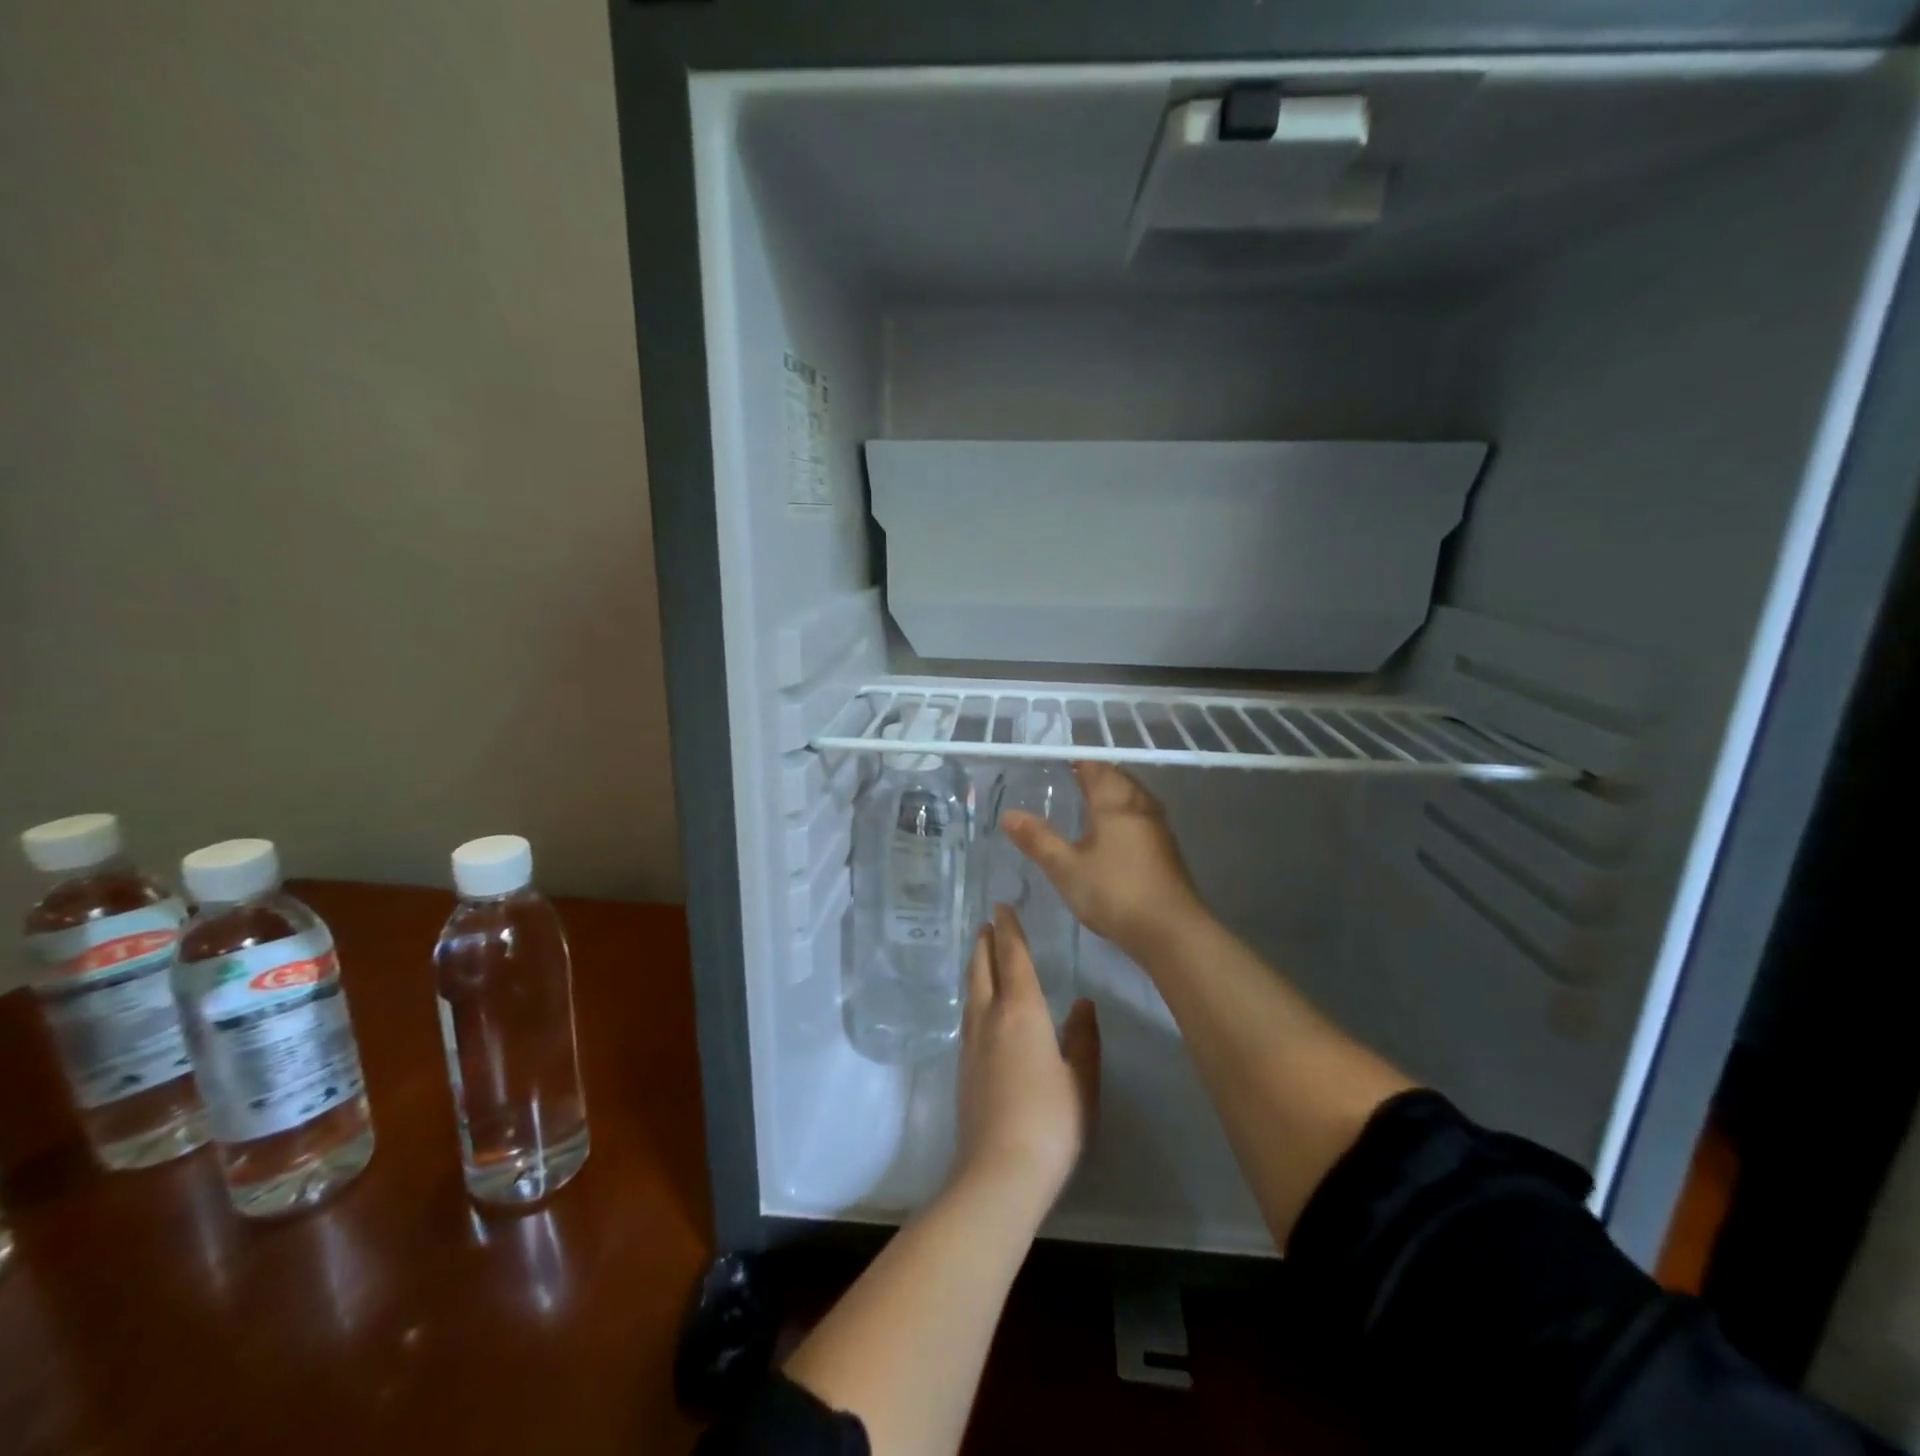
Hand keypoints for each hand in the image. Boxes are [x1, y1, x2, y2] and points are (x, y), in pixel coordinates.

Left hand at [953, 907, 1099, 1214]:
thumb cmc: (1051, 1122)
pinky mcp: (963, 1069)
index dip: (1009, 931)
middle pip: (983, 969)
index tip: (1002, 907)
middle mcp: (990, 1018)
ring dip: (976, 967)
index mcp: (1021, 1011)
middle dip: (986, 943)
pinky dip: (973, 996)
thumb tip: (1083, 1002)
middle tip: (987, 923)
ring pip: (971, 991)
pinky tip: (978, 1009)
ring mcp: (971, 1044)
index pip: (1013, 958)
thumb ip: (1083, 1038)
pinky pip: (968, 1016)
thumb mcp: (1081, 1079)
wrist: (998, 1172)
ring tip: (980, 955)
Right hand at [1001, 762, 1206, 959]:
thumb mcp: (1066, 868)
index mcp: (1114, 801)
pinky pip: (1141, 817)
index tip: (1056, 766)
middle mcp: (1140, 804)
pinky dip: (1124, 816)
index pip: (1095, 767)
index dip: (1077, 762)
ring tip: (1087, 807)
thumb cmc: (1114, 891)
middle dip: (1095, 776)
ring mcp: (1158, 826)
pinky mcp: (1167, 848)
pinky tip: (1111, 836)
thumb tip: (1009, 814)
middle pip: (1117, 778)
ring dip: (1112, 795)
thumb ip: (1038, 839)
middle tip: (1068, 783)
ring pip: (1132, 797)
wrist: (1170, 930)